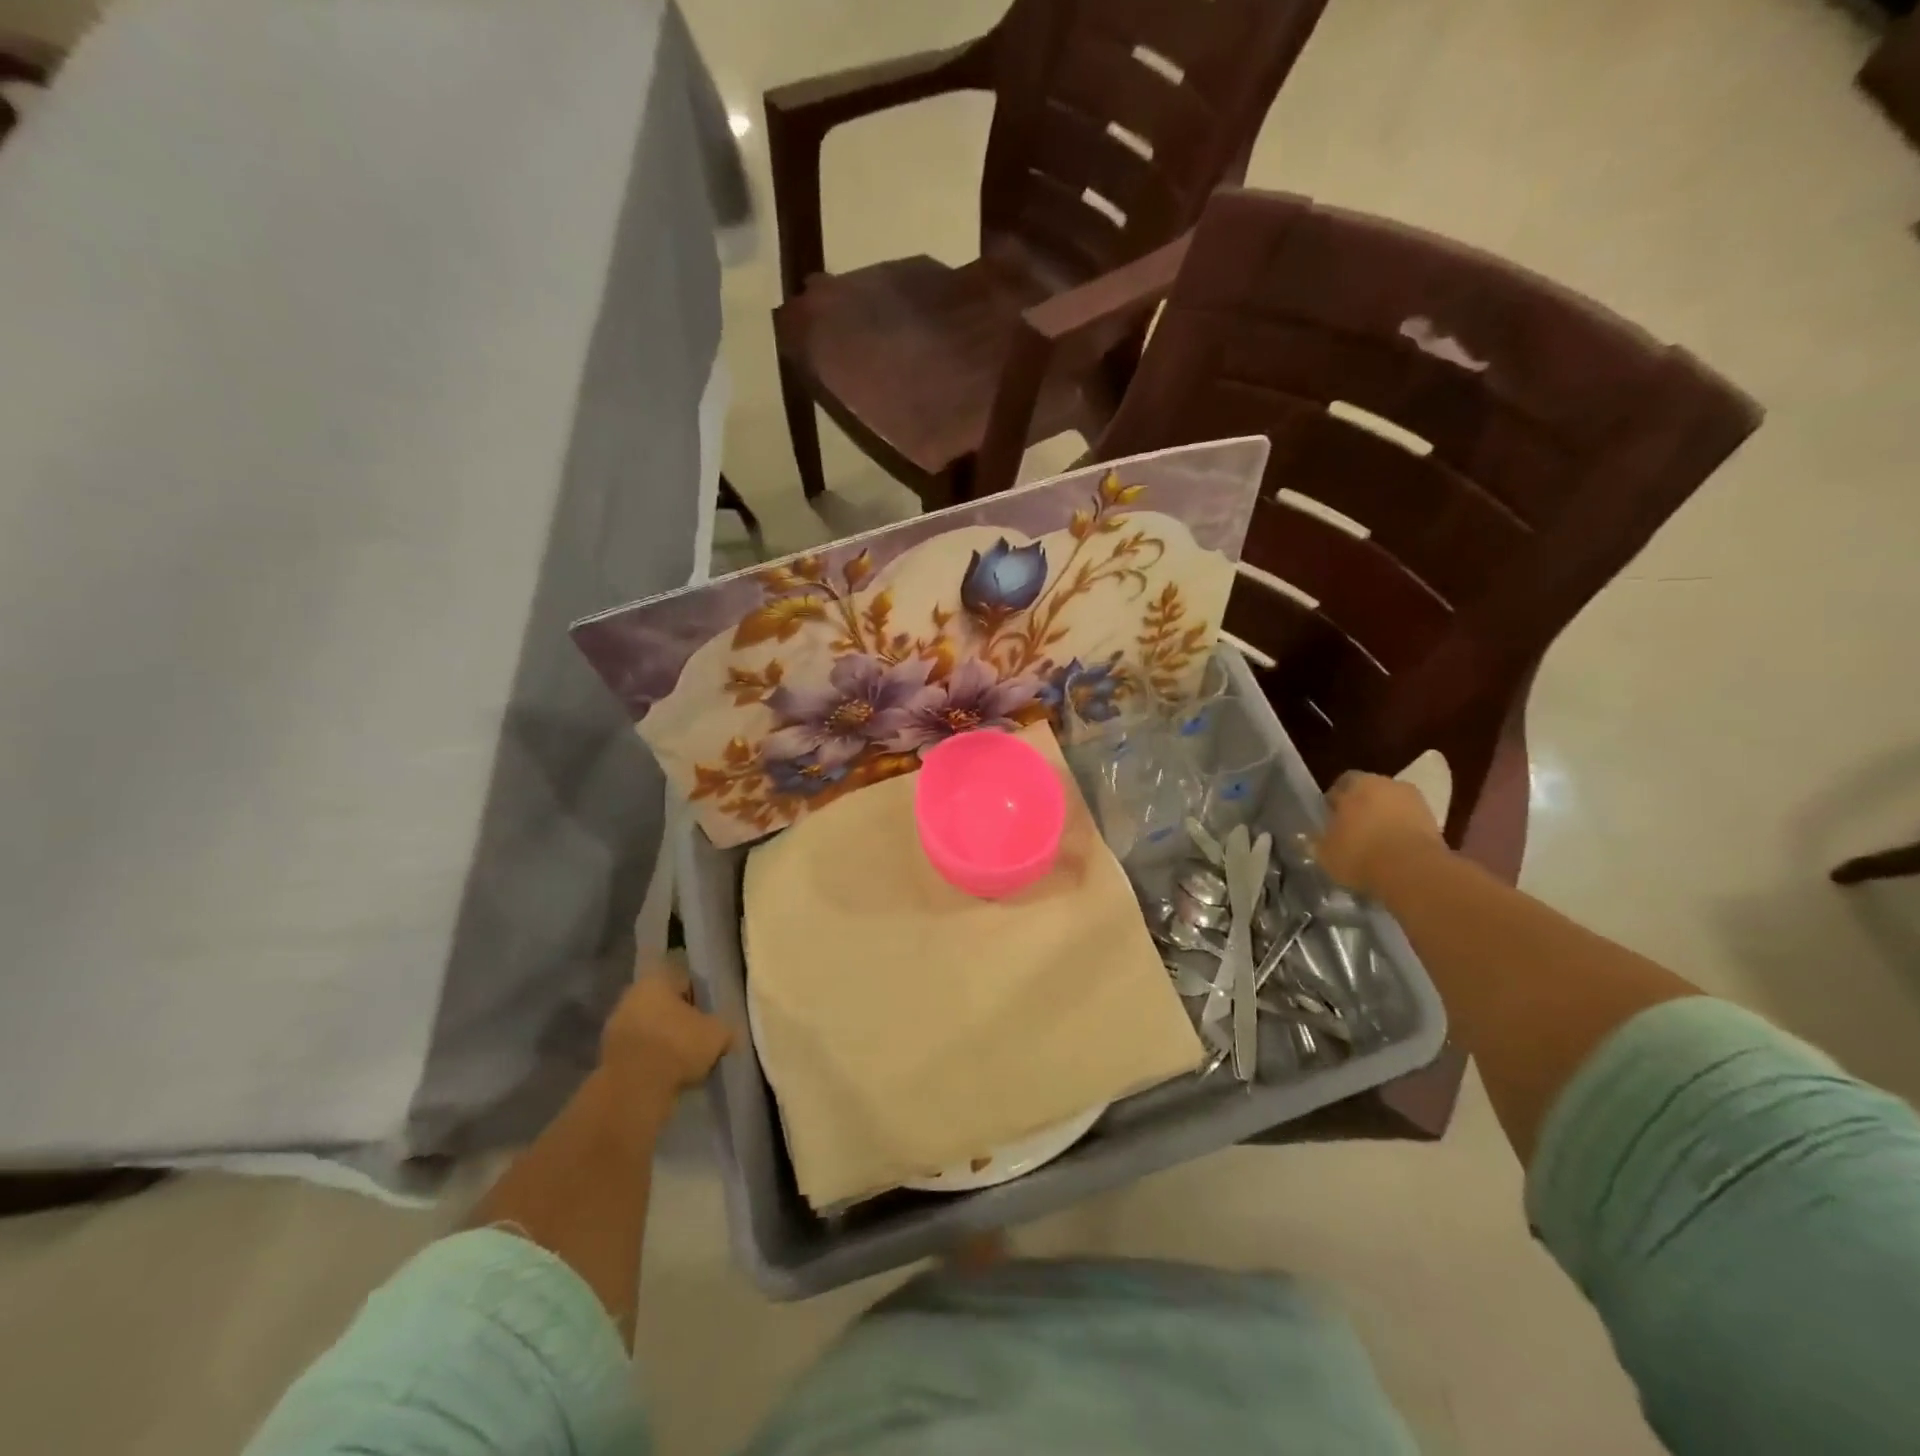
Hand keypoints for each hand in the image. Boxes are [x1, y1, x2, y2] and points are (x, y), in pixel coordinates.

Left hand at [600, 961, 732, 1095]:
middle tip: (700, 1037)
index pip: (683, 979)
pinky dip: (652, 1061)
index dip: (700, 996)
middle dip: (680, 1020)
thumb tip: (726, 1034)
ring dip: (665, 1042)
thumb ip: (725, 1028)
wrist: (633, 1091)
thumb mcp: (718, 1034)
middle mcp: (631, 997)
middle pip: (664, 1005)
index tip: (711, 1014)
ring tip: (686, 1062)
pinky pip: (639, 1053)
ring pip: (650, 1030)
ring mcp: (615, 1028)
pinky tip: (668, 1075)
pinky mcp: (608, 1058)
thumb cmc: (677, 1046)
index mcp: (655, 980)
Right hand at [1315, 772, 1445, 895]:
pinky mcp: (1436, 822)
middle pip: (1369, 793)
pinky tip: (1394, 854)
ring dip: (1384, 821)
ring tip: (1375, 846)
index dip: (1334, 803)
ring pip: (1392, 807)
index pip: (1340, 785)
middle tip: (1352, 833)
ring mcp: (1415, 801)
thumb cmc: (1360, 854)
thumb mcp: (1324, 852)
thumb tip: (1310, 837)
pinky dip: (1402, 834)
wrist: (1413, 872)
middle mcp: (1387, 783)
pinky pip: (1410, 824)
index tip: (1330, 822)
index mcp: (1356, 783)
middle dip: (1361, 809)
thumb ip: (1317, 840)